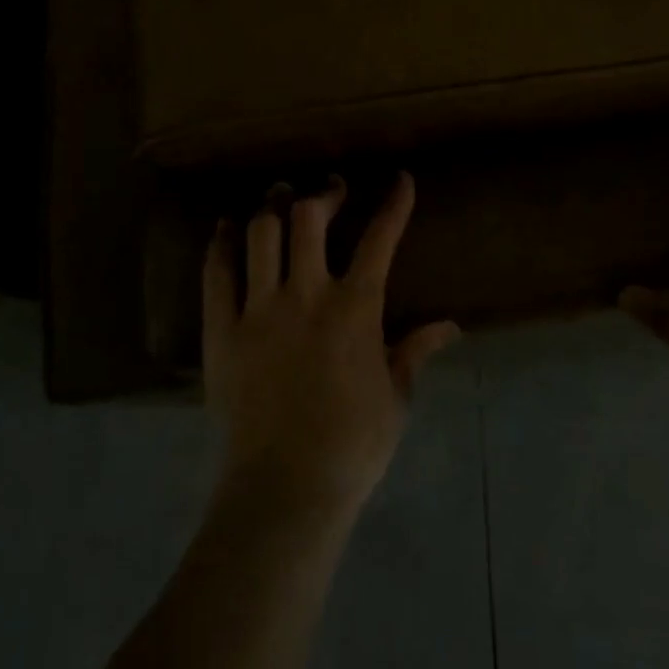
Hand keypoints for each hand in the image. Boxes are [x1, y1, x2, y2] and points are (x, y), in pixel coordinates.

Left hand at [204, 172, 459, 521]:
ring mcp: (259, 309)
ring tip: (280, 196)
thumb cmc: (351, 446)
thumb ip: (416, 352)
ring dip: (274, 206)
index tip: (400, 178)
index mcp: (355, 309)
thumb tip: (450, 326)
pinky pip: (217, 272)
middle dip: (324, 193)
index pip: (380, 239)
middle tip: (331, 190)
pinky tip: (227, 228)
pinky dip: (223, 243)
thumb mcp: (395, 398)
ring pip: (262, 234)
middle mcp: (306, 294)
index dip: (394, 203)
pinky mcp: (221, 330)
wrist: (284, 490)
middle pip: (309, 218)